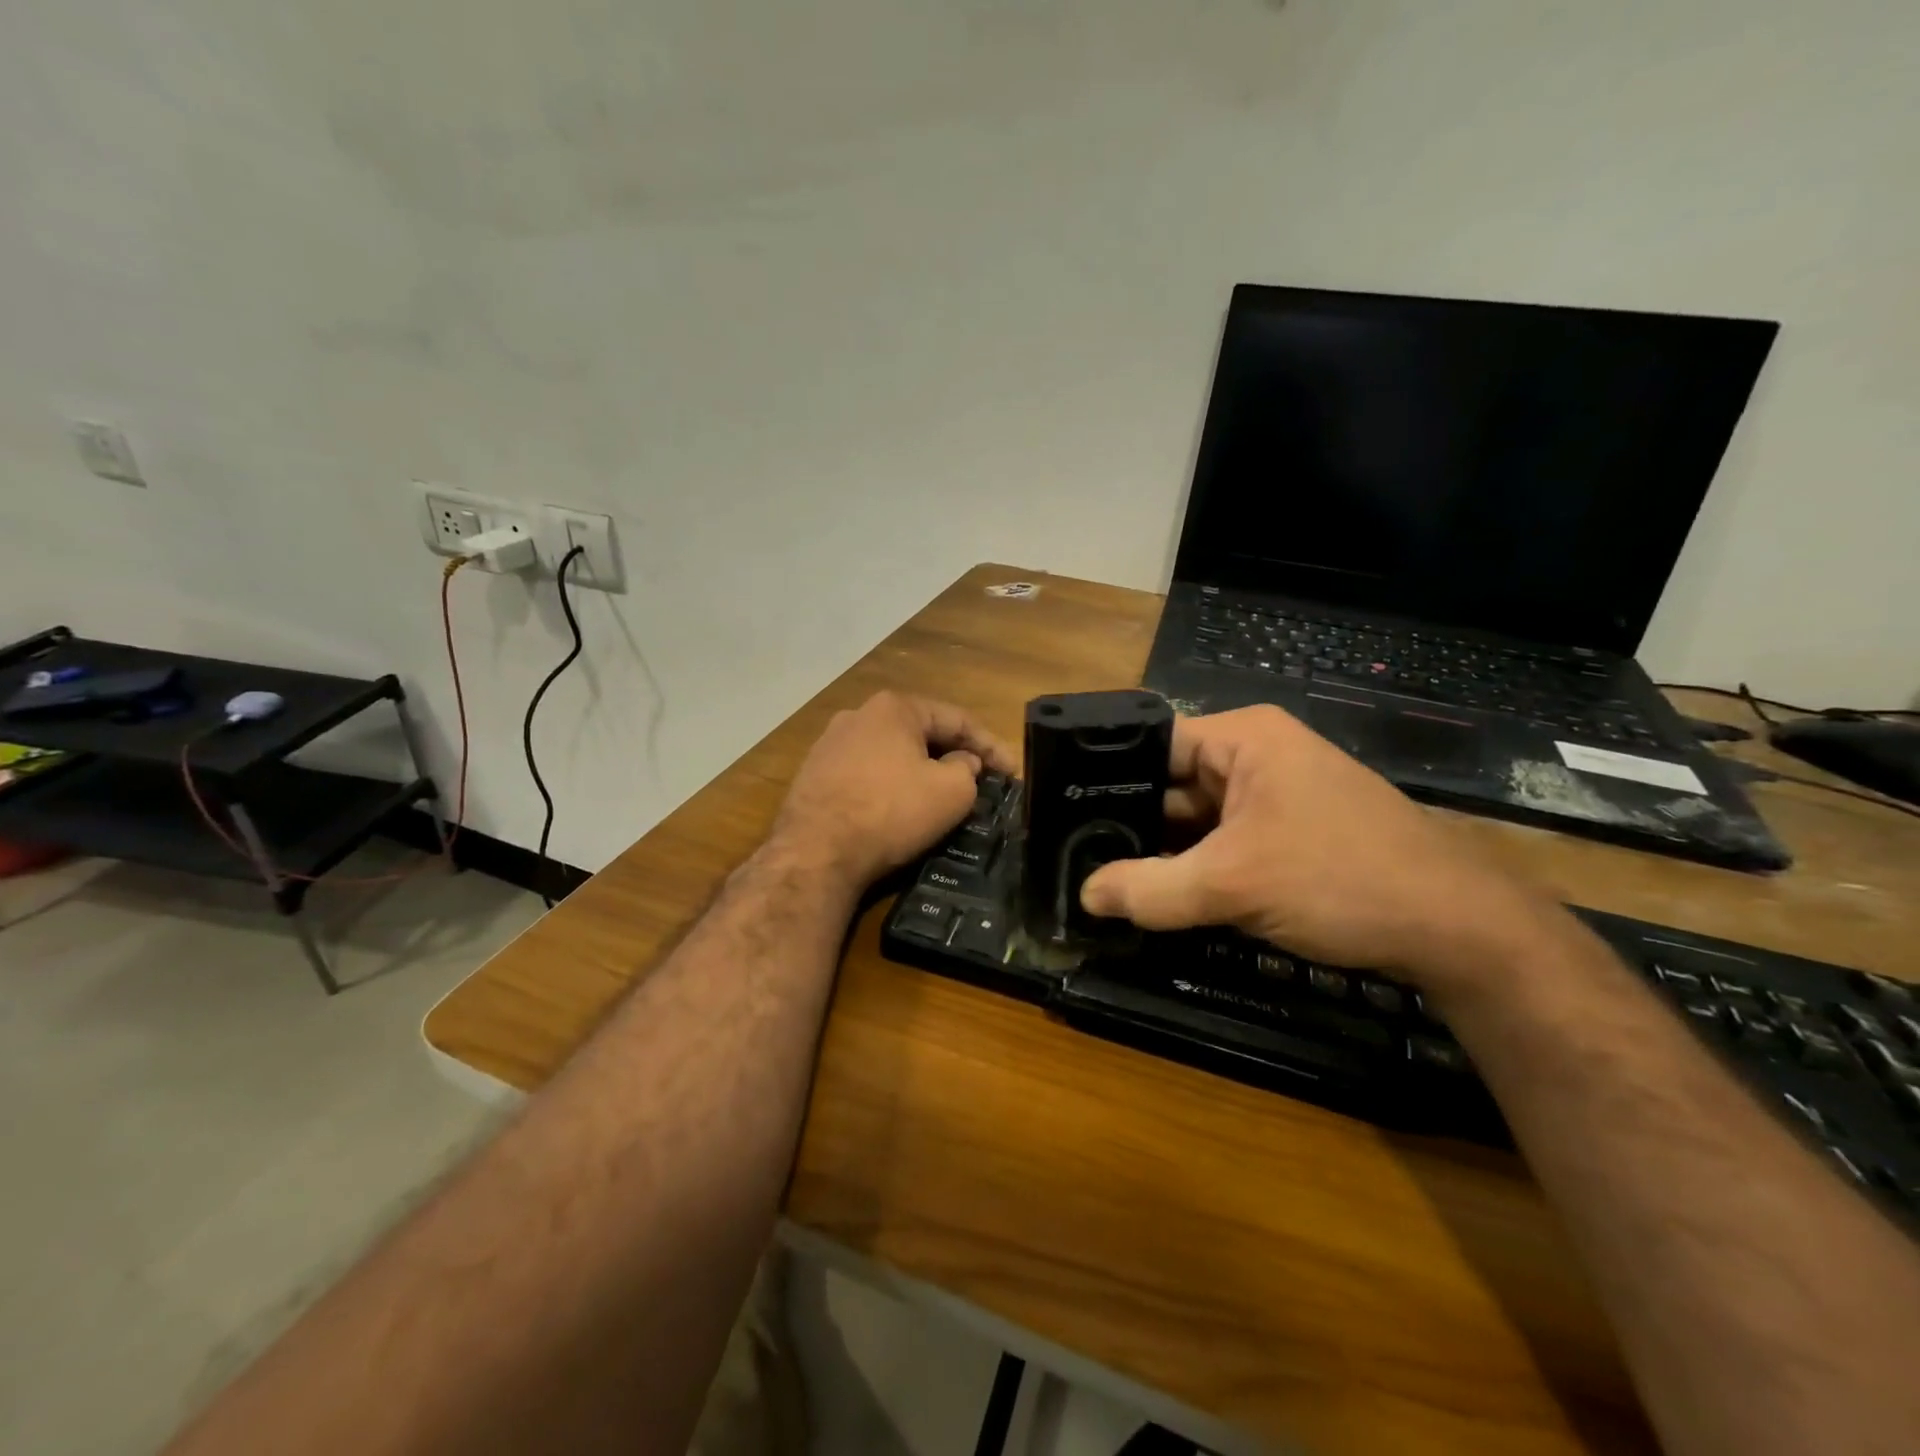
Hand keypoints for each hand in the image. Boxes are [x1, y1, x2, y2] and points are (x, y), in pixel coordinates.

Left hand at [771, 691, 1016, 888]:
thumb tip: (961, 763)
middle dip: (954, 756)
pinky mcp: (814, 775)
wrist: (815, 852)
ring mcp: (830, 744)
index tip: (1012, 773)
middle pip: (921, 733)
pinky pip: (866, 774)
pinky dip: (890, 786)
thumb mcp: (950, 792)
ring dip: (920, 771)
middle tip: (980, 782)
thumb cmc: (890, 812)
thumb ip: (967, 770)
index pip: (956, 720)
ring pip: (891, 754)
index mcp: (894, 708)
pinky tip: (898, 808)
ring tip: (942, 796)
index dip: (991, 746)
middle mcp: (858, 715)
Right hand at [1078, 705, 1556, 990]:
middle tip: (1073, 855)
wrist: (1457, 929)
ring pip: (1195, 820)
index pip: (1152, 743)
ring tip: (1100, 877)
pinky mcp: (1285, 835)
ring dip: (1160, 851)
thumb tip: (1084, 896)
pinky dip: (1193, 868)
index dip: (1105, 776)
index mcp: (1243, 738)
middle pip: (1170, 784)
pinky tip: (1155, 894)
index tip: (1061, 813)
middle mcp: (1255, 757)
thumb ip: (1151, 890)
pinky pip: (1221, 844)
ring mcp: (1273, 798)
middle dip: (1129, 821)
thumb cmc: (1341, 879)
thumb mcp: (1234, 884)